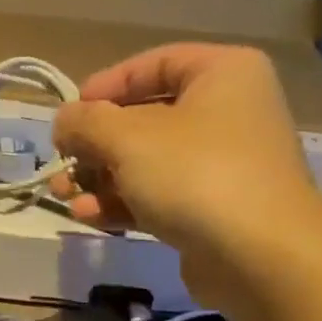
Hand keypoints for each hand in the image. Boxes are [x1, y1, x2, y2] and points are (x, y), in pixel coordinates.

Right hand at [51, 44, 321, 310]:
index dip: (106, 85)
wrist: (260, 256)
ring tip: (62, 194)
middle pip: (146, 119)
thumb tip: (63, 120)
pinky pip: (160, 196)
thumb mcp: (128, 138)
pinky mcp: (214, 211)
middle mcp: (228, 113)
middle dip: (96, 144)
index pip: (154, 64)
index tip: (71, 113)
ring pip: (148, 163)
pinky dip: (123, 203)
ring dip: (101, 178)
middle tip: (61, 161)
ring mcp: (223, 165)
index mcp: (222, 74)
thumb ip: (86, 122)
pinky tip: (88, 216)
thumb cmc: (195, 174)